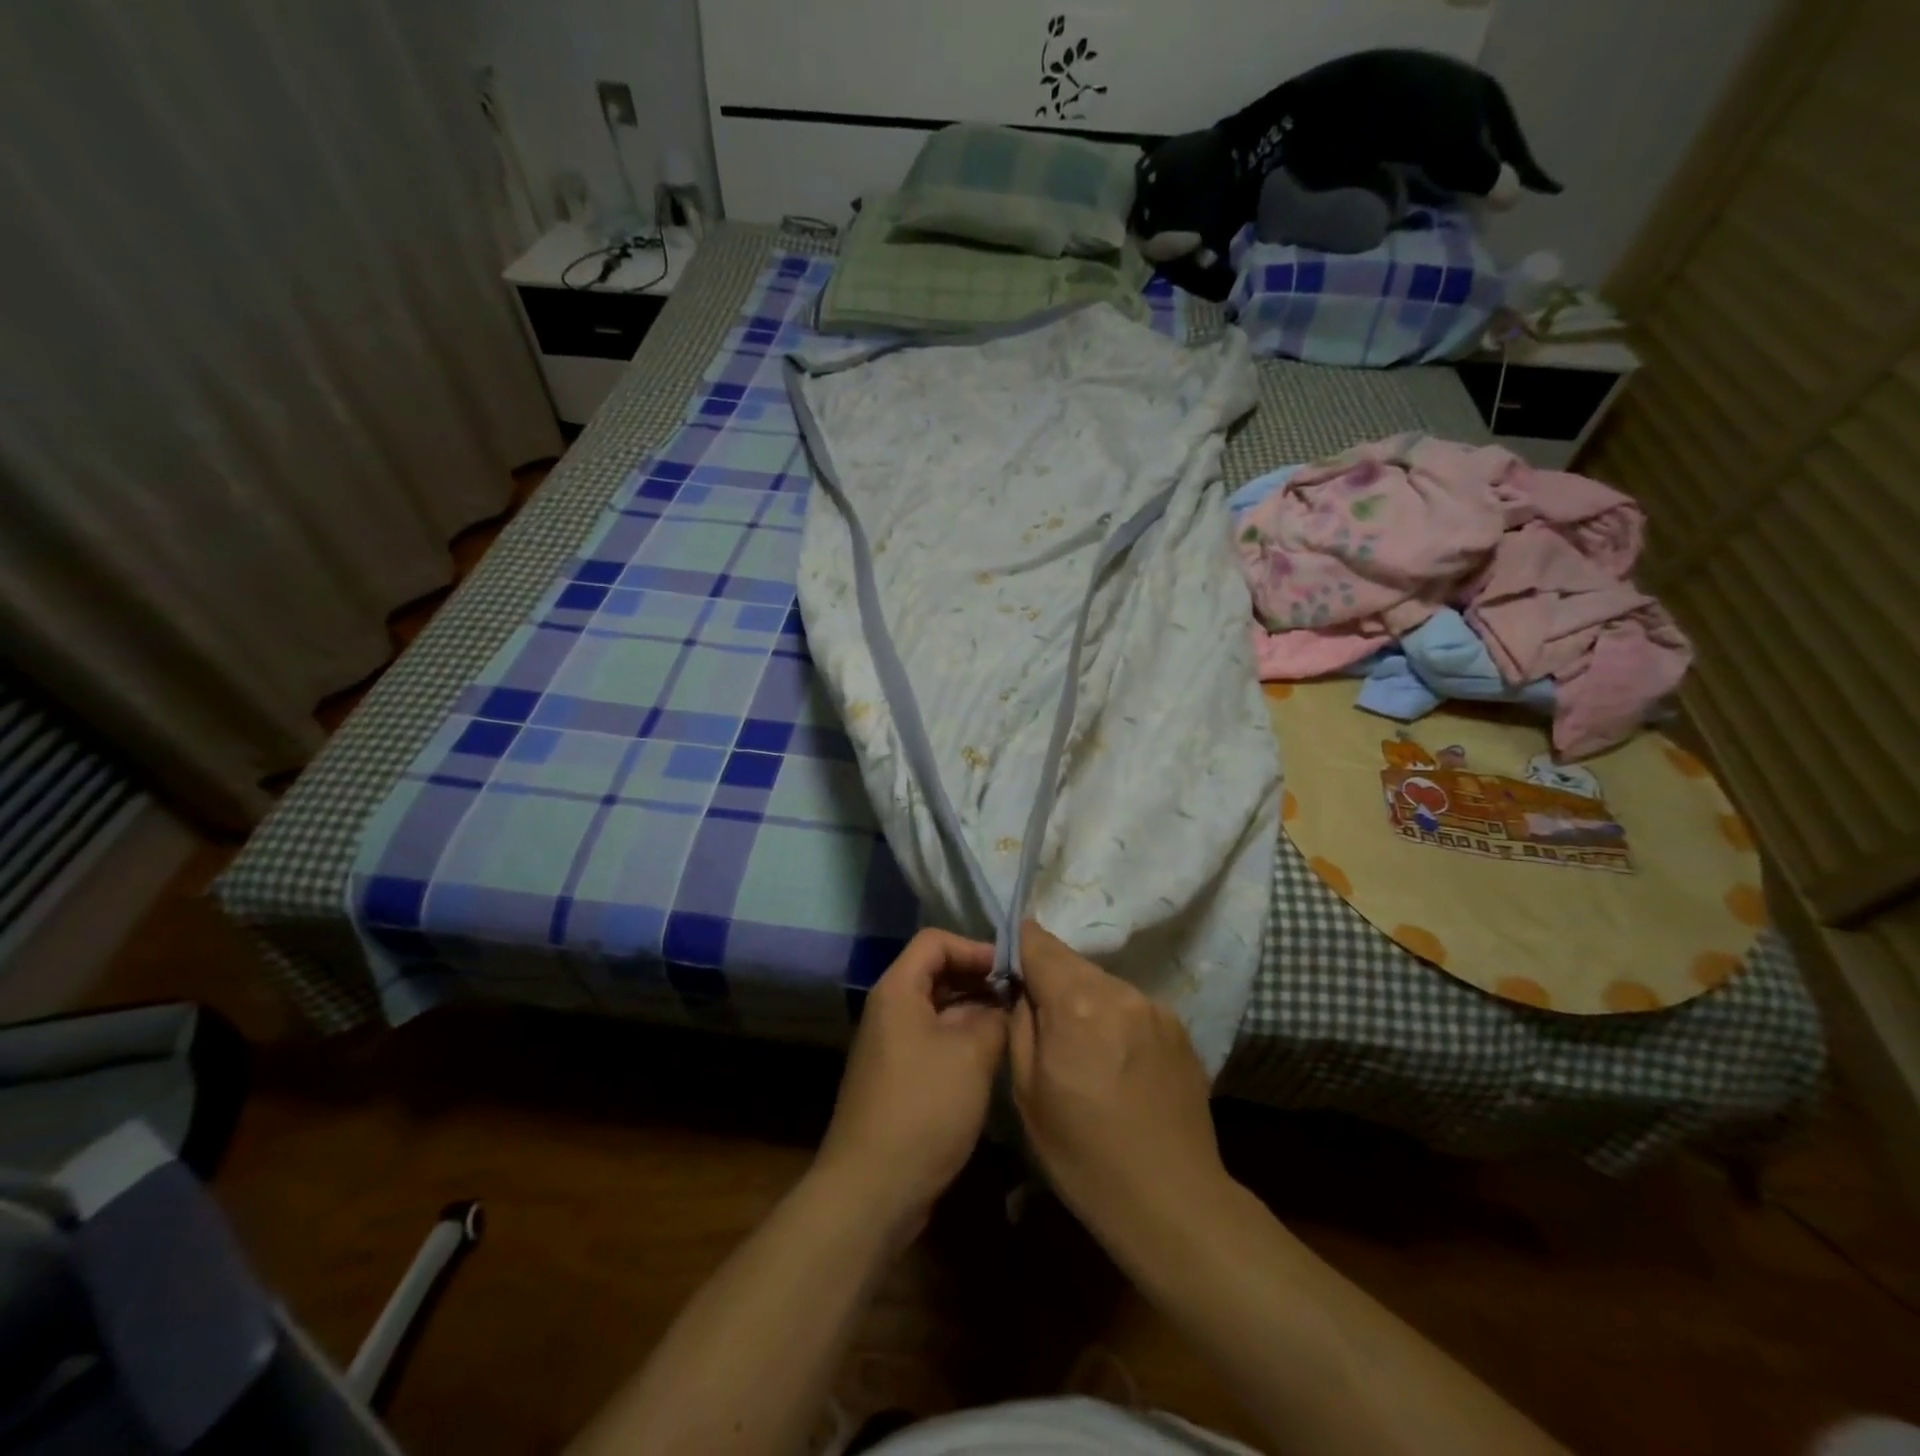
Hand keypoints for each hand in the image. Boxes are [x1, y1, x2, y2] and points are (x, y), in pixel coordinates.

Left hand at [813, 929, 1007, 1238]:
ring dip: (975, 1012)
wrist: (871, 1190)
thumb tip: (1006, 1003)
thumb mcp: (971, 1055)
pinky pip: (934, 1040)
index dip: (975, 947)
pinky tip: (992, 1058)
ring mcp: (892, 1045)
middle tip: (1020, 997)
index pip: (935, 941)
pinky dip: (962, 1040)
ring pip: (938, 1009)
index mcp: (898, 990)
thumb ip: (994, 1017)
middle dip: (979, 979)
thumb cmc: (923, 1109)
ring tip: (1014, 1026)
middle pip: (937, 973)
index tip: (1011, 970)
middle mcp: (890, 1010)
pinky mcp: (899, 1077)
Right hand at [1008, 921, 1226, 1235]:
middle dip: (1052, 978)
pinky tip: (1117, 1062)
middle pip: (1073, 962)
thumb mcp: (1028, 1093)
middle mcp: (1119, 991)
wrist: (1171, 1201)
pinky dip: (1115, 1019)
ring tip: (1082, 1046)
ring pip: (1104, 983)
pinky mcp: (1179, 1028)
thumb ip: (1020, 1024)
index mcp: (1076, 1003)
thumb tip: (1022, 989)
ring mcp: (1155, 1008)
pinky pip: (1132, 1007)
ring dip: (1085, 1000)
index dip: (1020, 945)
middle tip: (1042, 1018)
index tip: (1009, 962)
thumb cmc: (1084, 1154)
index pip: (1040, 943)